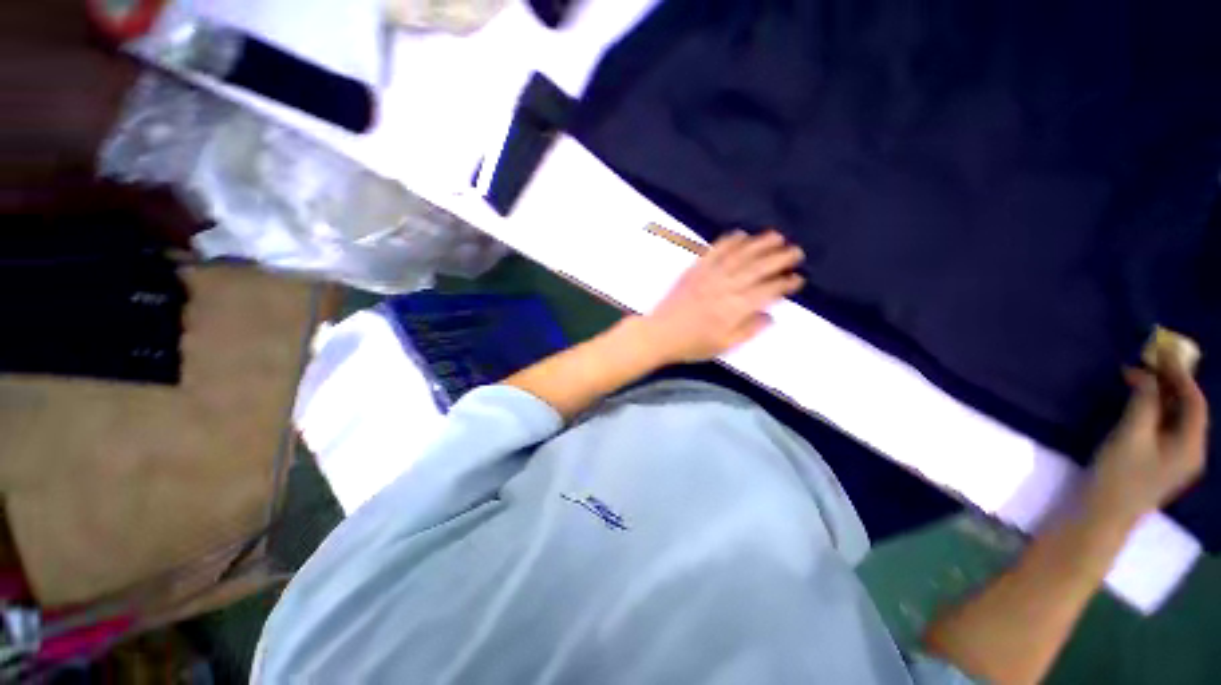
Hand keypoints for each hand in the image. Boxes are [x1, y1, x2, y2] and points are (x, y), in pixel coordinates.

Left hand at [641, 230, 804, 363]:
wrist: (660, 334)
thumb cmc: (693, 344)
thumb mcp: (724, 345)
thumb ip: (749, 330)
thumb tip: (770, 315)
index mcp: (734, 309)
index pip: (766, 292)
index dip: (784, 284)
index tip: (798, 278)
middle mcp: (725, 288)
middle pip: (757, 269)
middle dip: (779, 258)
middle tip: (796, 251)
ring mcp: (709, 276)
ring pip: (739, 256)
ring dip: (759, 244)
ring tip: (776, 236)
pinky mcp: (695, 270)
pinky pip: (714, 251)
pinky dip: (729, 241)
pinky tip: (741, 234)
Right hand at [1085, 357, 1208, 523]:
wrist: (1103, 514)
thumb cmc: (1119, 475)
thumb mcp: (1131, 435)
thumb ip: (1144, 402)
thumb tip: (1147, 374)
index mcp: (1191, 445)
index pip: (1194, 402)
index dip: (1180, 375)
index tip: (1161, 352)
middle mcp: (1191, 450)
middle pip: (1188, 409)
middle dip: (1171, 383)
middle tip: (1149, 361)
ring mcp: (1176, 458)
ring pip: (1176, 418)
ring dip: (1161, 395)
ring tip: (1141, 377)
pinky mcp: (1160, 461)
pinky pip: (1165, 427)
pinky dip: (1154, 409)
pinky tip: (1139, 402)